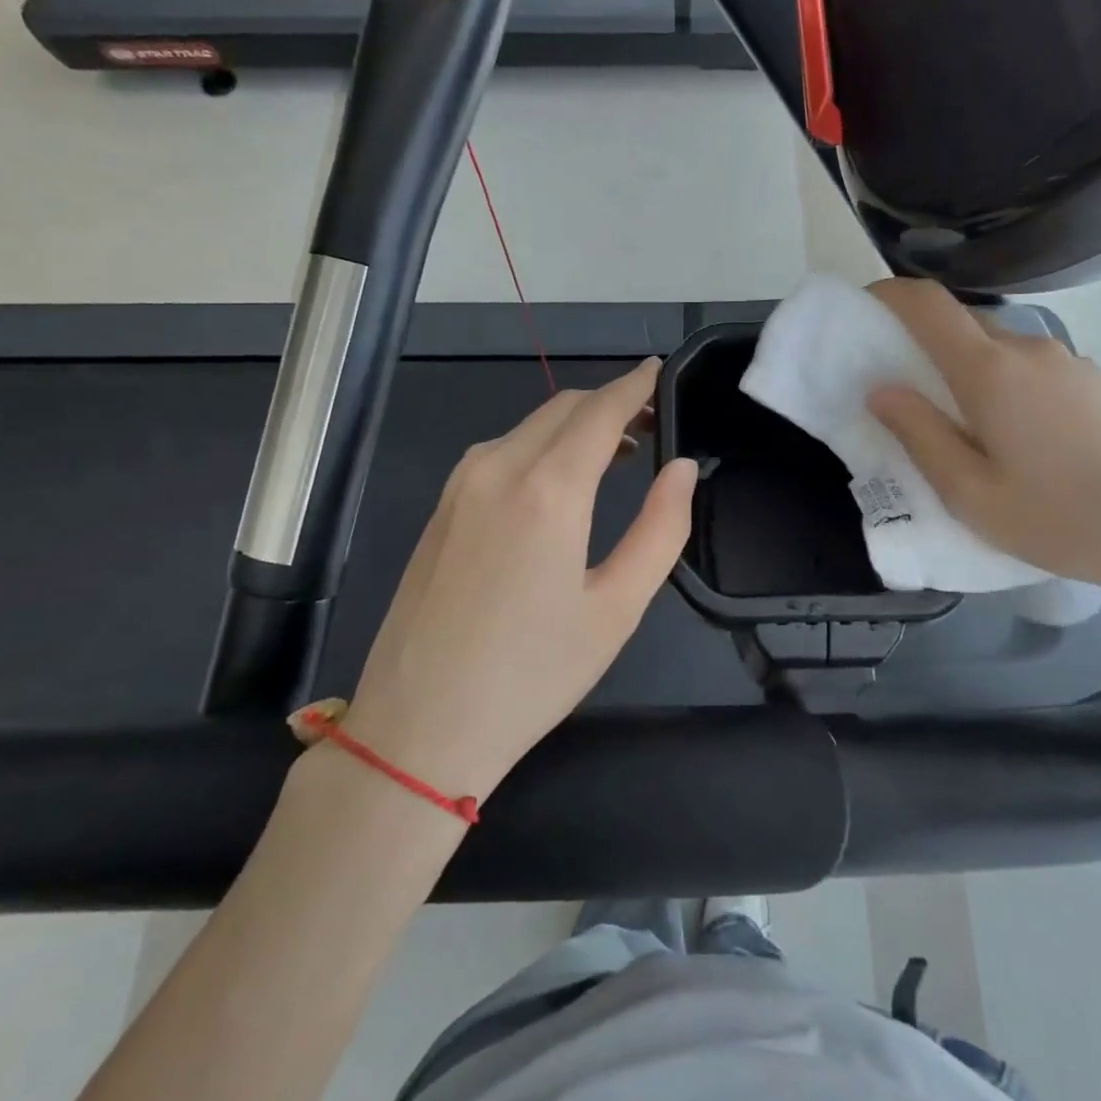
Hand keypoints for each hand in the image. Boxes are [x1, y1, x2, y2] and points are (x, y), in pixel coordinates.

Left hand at [344, 359, 696, 800]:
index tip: (662, 372)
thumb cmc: (532, 675)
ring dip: (575, 424)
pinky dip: (541, 445)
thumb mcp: (617, 608)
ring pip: (529, 426)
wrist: (418, 729)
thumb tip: (682, 468)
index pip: (601, 410)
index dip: (636, 385)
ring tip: (617, 451)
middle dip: (610, 402)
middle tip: (651, 420)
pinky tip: (559, 480)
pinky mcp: (441, 508)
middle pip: (563, 407)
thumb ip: (661, 528)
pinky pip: (500, 452)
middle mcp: (497, 468)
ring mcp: (460, 486)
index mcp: (547, 489)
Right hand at [866, 279, 1100, 609]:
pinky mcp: (1094, 383)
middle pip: (961, 324)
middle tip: (898, 388)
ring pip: (996, 348)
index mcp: (991, 371)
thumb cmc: (1063, 519)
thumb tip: (880, 389)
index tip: (861, 311)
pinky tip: (1010, 437)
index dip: (888, 296)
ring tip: (954, 423)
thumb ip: (919, 435)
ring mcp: (1069, 363)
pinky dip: (998, 383)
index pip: (928, 304)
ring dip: (962, 368)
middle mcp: (1029, 350)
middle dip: (919, 341)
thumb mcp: (971, 493)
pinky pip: (1028, 367)